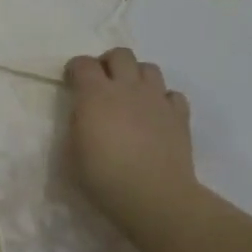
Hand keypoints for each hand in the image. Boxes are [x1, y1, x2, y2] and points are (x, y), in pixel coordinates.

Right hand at [64, 48, 196, 237]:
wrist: (153, 196)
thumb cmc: (103, 176)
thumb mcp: (71, 151)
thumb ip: (77, 123)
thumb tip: (83, 114)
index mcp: (95, 94)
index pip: (82, 63)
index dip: (75, 70)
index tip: (71, 83)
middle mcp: (127, 87)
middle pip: (120, 54)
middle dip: (109, 63)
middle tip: (103, 84)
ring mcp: (156, 99)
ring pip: (149, 68)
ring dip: (137, 76)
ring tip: (131, 96)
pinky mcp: (179, 115)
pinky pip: (173, 94)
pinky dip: (163, 100)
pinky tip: (157, 116)